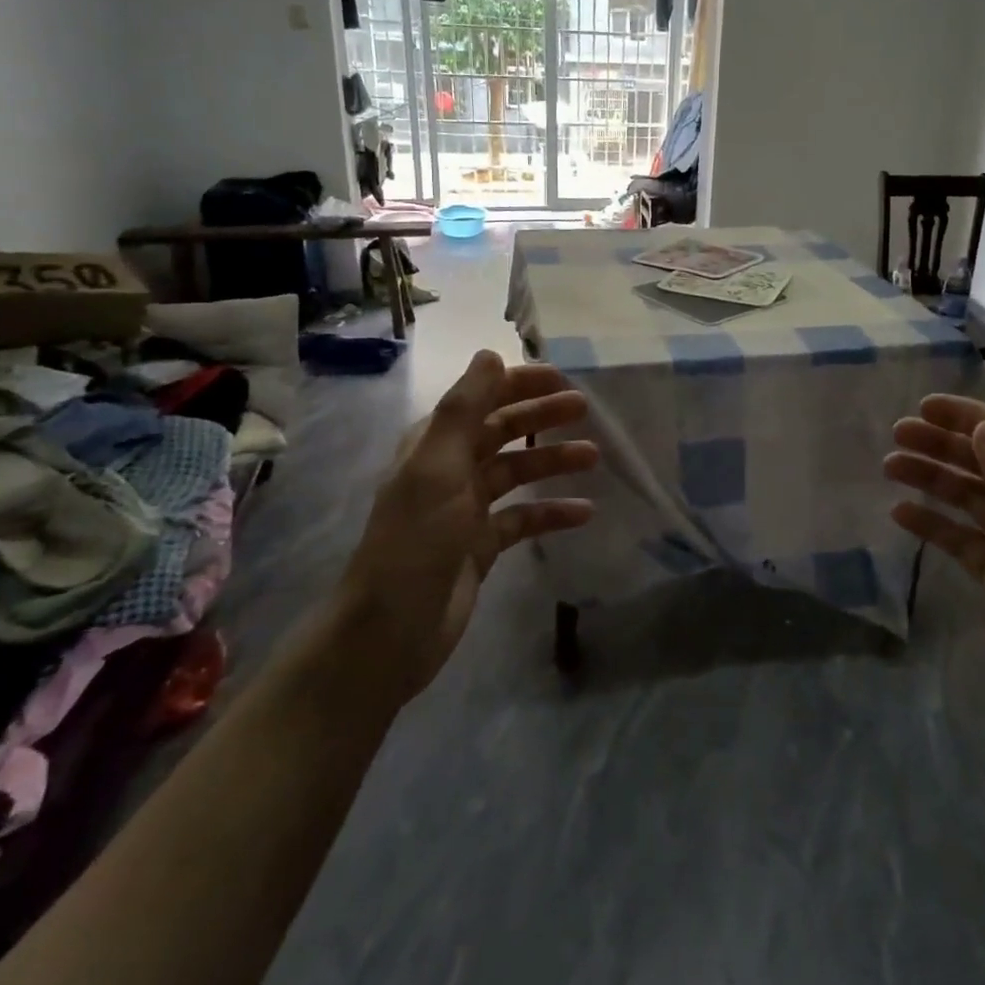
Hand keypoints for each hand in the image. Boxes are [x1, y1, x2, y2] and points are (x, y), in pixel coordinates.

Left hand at [345, 351, 597, 696]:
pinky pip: (524, 519)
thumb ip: (464, 409)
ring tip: (593, 456)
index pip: (480, 400)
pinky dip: (552, 512)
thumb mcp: (438, 467)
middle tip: (585, 409)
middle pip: (502, 432)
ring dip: (552, 460)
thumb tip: (490, 353)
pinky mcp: (482, 546)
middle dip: (541, 417)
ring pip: (517, 472)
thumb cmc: (415, 541)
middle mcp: (450, 470)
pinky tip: (585, 512)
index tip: (561, 378)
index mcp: (433, 445)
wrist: (391, 631)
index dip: (518, 384)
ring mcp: (467, 509)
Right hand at [884, 397, 984, 775]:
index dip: (973, 417)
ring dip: (931, 479)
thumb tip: (984, 427)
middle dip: (943, 444)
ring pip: (967, 500)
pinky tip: (901, 516)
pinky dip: (931, 526)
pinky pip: (959, 542)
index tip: (926, 406)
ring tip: (890, 467)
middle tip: (896, 434)